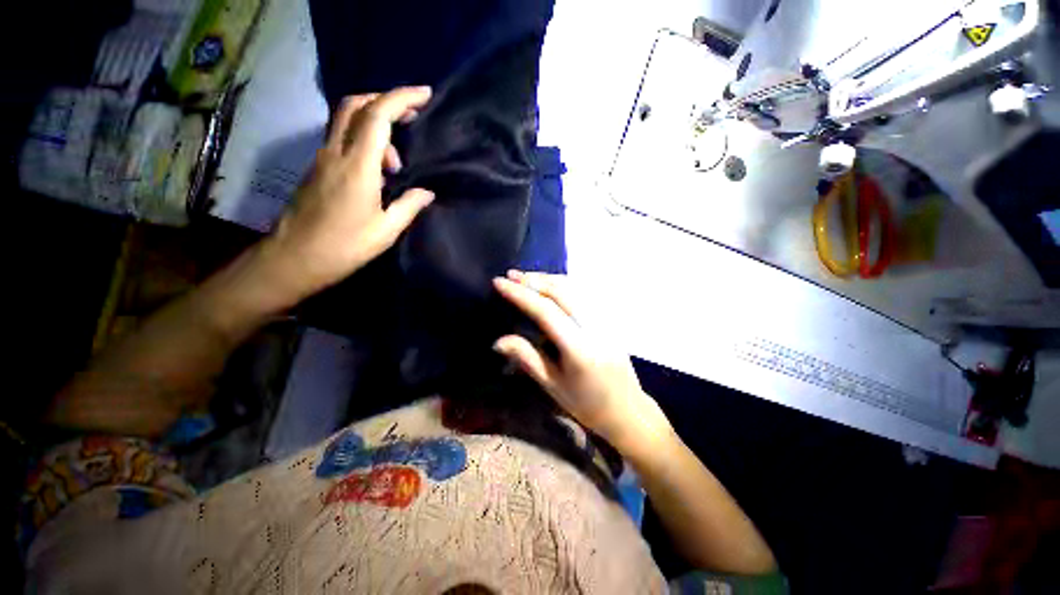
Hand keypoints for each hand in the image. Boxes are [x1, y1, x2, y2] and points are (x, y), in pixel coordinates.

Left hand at [264, 86, 434, 296]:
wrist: (295, 258)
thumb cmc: (345, 246)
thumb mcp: (386, 230)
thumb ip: (409, 206)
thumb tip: (427, 193)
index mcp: (357, 166)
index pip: (378, 115)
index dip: (402, 98)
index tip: (425, 95)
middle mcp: (336, 152)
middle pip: (355, 105)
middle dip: (386, 101)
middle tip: (412, 116)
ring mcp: (323, 158)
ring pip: (347, 120)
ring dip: (377, 128)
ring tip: (396, 165)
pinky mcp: (318, 168)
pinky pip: (343, 140)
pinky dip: (364, 142)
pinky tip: (378, 172)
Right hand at [493, 270, 673, 454]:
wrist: (628, 410)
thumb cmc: (587, 405)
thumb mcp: (553, 386)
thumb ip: (527, 358)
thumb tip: (498, 341)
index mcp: (579, 349)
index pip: (546, 311)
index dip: (521, 294)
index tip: (499, 282)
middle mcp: (595, 327)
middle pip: (562, 291)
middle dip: (533, 280)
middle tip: (511, 275)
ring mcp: (606, 320)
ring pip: (575, 287)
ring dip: (548, 278)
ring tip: (526, 277)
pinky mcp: (610, 319)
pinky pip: (584, 292)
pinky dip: (564, 283)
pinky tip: (551, 284)